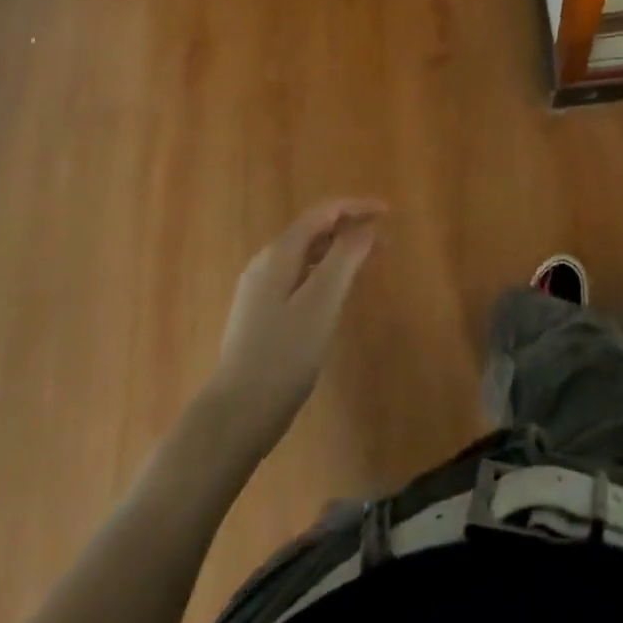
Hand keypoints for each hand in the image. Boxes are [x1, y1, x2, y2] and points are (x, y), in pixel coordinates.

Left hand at [209, 198, 385, 449]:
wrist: (235, 416)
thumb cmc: (283, 356)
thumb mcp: (321, 302)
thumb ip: (345, 258)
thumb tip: (366, 226)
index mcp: (279, 253)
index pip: (323, 212)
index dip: (356, 206)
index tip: (387, 212)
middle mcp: (266, 262)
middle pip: (314, 230)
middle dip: (350, 228)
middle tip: (384, 242)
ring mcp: (260, 289)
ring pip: (306, 255)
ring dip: (339, 251)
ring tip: (367, 264)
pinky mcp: (260, 314)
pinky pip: (299, 276)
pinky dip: (324, 272)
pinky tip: (336, 294)